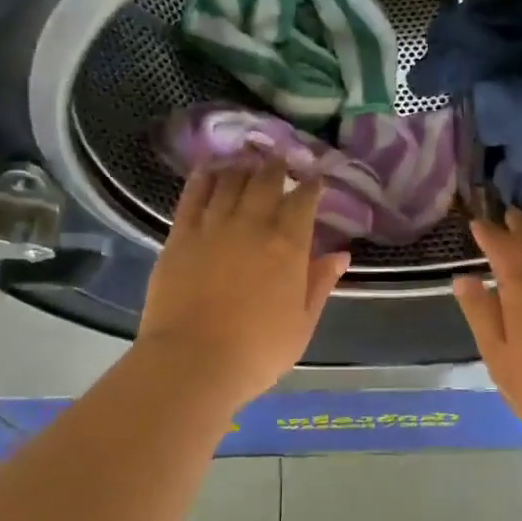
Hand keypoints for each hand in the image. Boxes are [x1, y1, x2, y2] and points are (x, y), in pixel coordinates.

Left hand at [136, 163, 348, 409]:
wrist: (194, 361)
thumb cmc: (258, 351)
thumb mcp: (302, 323)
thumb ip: (320, 283)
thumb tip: (341, 254)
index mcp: (288, 246)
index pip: (303, 201)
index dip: (311, 186)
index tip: (315, 178)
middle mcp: (252, 225)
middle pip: (265, 181)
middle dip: (276, 166)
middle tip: (280, 159)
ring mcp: (212, 226)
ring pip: (230, 181)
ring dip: (242, 167)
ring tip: (248, 160)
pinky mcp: (180, 236)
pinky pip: (193, 195)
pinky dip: (204, 178)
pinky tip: (209, 170)